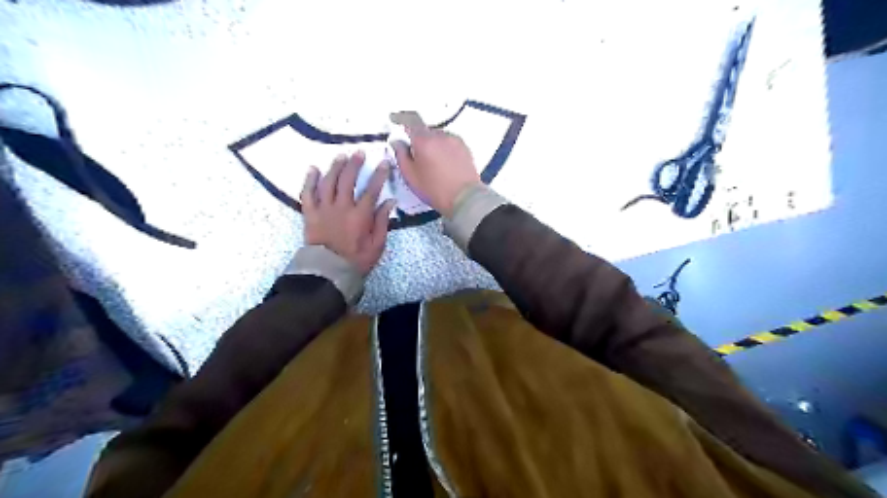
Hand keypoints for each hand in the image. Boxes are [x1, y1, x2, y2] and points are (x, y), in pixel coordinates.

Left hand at [301, 151, 394, 276]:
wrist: (329, 272)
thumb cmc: (357, 260)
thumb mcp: (377, 245)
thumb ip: (382, 221)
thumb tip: (389, 201)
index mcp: (360, 216)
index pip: (372, 190)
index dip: (379, 175)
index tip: (384, 163)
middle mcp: (342, 207)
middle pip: (348, 180)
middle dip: (355, 165)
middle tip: (359, 153)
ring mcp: (324, 209)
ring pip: (328, 182)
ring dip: (335, 167)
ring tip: (341, 156)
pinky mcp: (310, 214)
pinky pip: (308, 194)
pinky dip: (310, 180)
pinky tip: (313, 169)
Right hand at [390, 113, 482, 216]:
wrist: (465, 198)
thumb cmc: (434, 189)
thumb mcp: (411, 176)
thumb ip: (401, 156)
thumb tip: (397, 141)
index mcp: (424, 140)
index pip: (410, 120)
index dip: (401, 118)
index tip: (394, 119)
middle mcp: (440, 135)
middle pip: (425, 130)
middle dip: (418, 139)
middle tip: (416, 156)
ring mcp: (455, 140)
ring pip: (438, 137)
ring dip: (432, 144)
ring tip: (432, 163)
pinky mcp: (465, 148)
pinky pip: (449, 143)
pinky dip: (443, 148)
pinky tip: (444, 164)